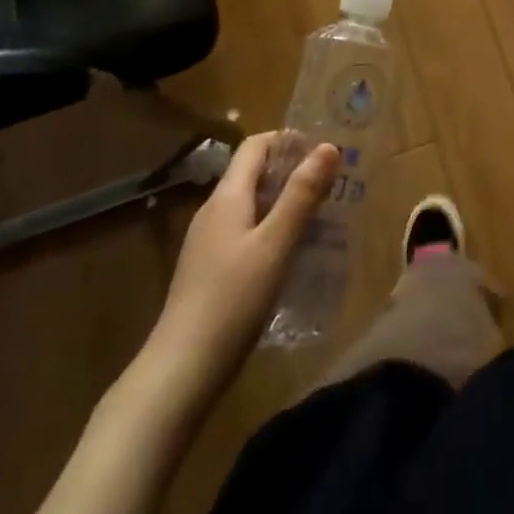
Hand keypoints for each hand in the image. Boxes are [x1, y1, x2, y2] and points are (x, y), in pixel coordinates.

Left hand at [140, 132, 340, 405]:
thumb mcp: (275, 244)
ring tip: (321, 215)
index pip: (255, 146)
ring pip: (251, 204)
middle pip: (253, 173)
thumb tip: (328, 147)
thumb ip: (302, 195)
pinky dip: (272, 228)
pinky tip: (293, 252)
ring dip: (284, 201)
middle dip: (292, 171)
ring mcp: (208, 243)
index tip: (324, 152)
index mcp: (226, 197)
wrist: (180, 372)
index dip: (288, 140)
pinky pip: (246, 231)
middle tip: (332, 183)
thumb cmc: (232, 300)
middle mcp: (213, 212)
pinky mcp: (209, 270)